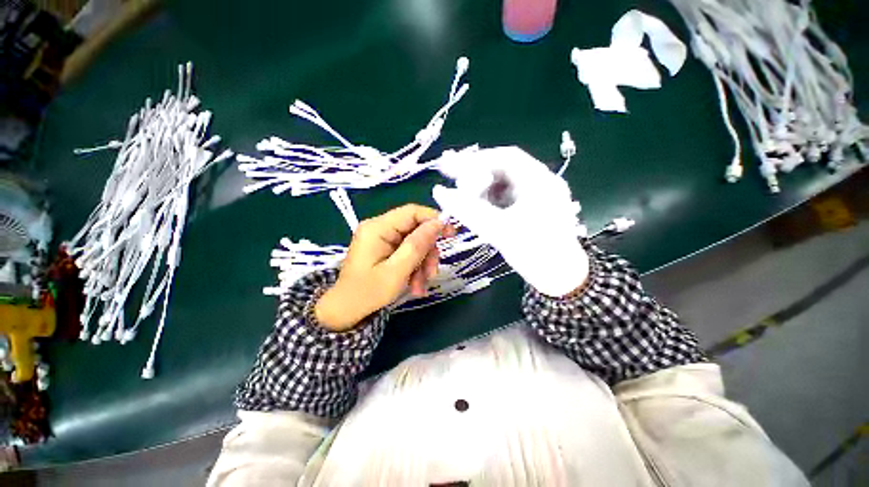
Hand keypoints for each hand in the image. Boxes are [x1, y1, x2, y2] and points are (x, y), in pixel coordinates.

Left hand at [315, 204, 454, 330]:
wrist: (346, 311)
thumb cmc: (368, 293)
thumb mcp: (397, 271)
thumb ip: (418, 245)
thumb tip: (439, 223)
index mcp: (377, 228)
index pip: (412, 212)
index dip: (434, 219)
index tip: (451, 234)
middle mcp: (379, 228)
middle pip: (415, 229)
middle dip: (427, 252)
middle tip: (432, 273)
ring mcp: (382, 238)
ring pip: (415, 243)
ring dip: (423, 264)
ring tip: (420, 286)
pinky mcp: (385, 248)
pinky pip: (408, 252)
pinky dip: (415, 267)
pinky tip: (415, 285)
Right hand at [433, 146, 588, 296]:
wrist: (560, 279)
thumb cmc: (534, 253)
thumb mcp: (499, 230)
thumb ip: (467, 209)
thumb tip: (439, 192)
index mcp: (540, 181)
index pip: (505, 157)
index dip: (476, 160)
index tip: (451, 168)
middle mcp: (539, 183)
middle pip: (502, 169)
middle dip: (476, 175)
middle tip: (450, 180)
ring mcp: (534, 196)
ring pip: (501, 184)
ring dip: (480, 189)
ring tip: (460, 196)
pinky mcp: (529, 209)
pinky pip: (504, 198)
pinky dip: (487, 200)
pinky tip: (474, 206)